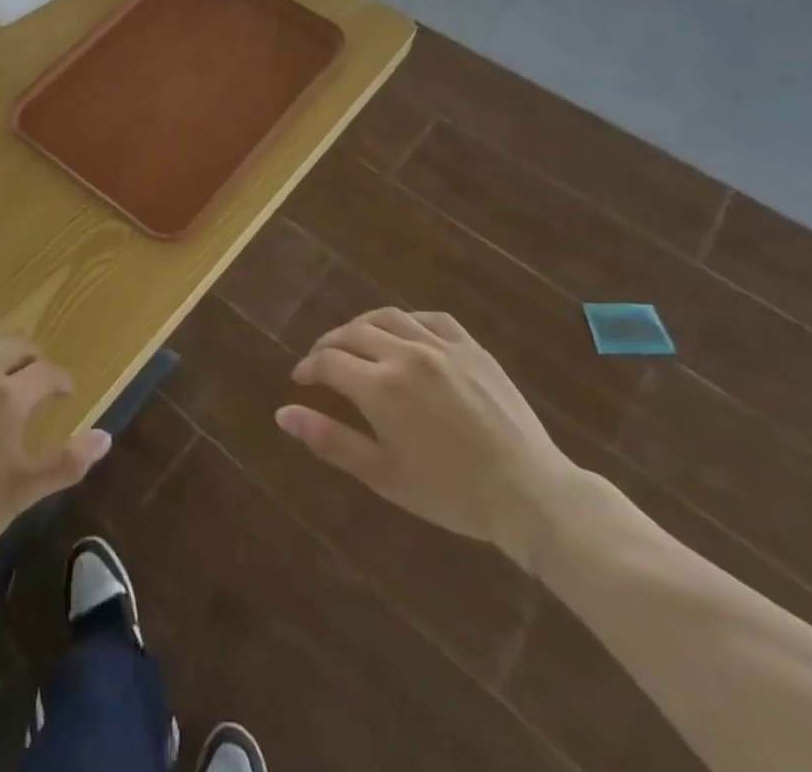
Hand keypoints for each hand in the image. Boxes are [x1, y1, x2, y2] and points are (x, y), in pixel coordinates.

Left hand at [0, 320, 110, 543]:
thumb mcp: (19, 490)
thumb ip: (65, 463)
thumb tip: (106, 436)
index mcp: (10, 396)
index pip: (48, 373)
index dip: (61, 379)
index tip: (66, 391)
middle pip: (16, 347)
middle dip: (32, 357)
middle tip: (35, 372)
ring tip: (1, 357)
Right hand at [275, 307, 583, 565]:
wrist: (529, 494)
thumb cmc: (450, 493)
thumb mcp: (383, 475)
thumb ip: (330, 440)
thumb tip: (282, 414)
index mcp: (379, 387)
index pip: (328, 361)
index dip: (309, 368)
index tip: (301, 381)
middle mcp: (405, 354)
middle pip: (352, 333)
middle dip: (329, 344)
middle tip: (321, 361)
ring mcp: (441, 346)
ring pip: (389, 317)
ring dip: (363, 325)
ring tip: (355, 340)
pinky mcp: (472, 347)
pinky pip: (432, 318)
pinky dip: (408, 320)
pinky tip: (405, 333)